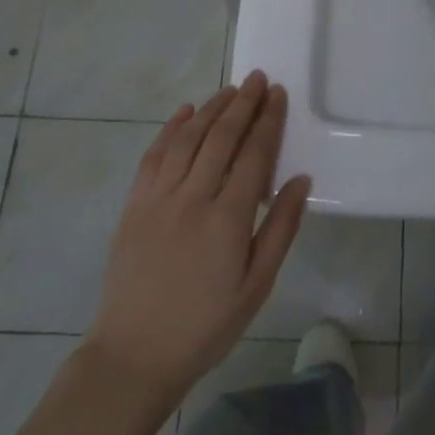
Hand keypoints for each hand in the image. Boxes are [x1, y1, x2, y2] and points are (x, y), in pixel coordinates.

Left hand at [83, 71, 310, 405]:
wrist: (134, 355)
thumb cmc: (206, 325)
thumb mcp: (257, 286)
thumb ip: (280, 229)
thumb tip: (301, 179)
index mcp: (228, 218)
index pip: (254, 154)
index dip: (268, 120)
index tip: (278, 93)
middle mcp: (192, 198)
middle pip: (221, 137)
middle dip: (242, 103)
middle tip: (257, 79)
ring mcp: (158, 199)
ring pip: (187, 139)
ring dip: (210, 109)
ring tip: (229, 89)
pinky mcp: (133, 206)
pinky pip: (153, 156)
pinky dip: (170, 129)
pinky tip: (185, 113)